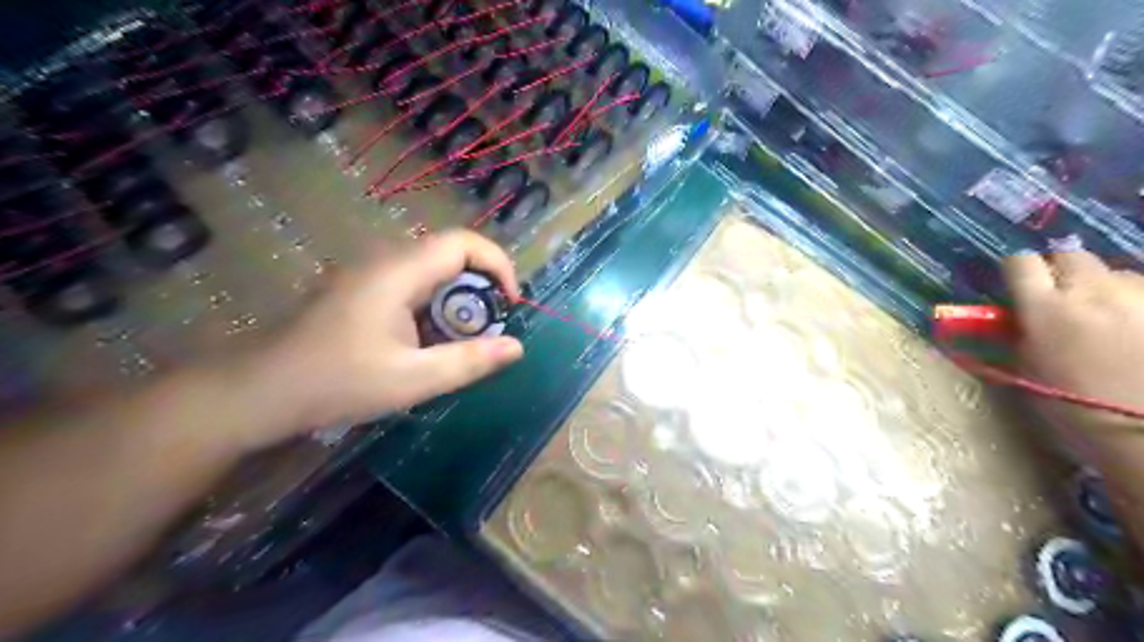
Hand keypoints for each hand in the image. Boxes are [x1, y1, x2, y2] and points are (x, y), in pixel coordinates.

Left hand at [248, 231, 523, 446]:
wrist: (259, 391)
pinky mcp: (361, 289)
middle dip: (481, 288)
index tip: (510, 304)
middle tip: (488, 331)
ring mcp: (370, 274)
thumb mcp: (412, 379)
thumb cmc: (336, 383)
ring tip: (461, 342)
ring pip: (433, 271)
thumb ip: (469, 361)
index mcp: (399, 272)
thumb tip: (517, 347)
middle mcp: (386, 261)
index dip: (498, 265)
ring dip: (458, 301)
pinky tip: (427, 343)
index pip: (463, 242)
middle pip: (451, 254)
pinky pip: (413, 285)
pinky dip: (435, 308)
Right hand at [1003, 248, 1142, 434]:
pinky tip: (1137, 330)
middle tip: (1062, 298)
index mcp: (1045, 309)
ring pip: (1115, 273)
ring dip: (1105, 288)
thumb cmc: (1078, 410)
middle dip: (1062, 272)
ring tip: (1111, 320)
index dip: (1018, 271)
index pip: (1020, 263)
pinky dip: (1138, 304)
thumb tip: (1021, 315)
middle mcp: (1093, 291)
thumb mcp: (1029, 371)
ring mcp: (1142, 296)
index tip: (1018, 286)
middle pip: (1070, 256)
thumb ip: (1022, 333)